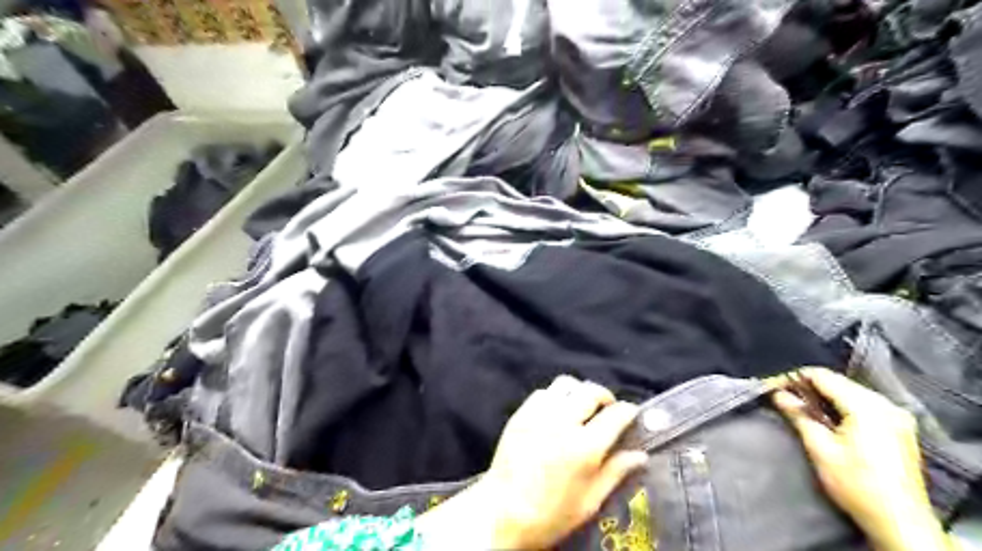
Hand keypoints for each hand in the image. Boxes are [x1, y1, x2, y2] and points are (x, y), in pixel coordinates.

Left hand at [418, 377, 648, 548]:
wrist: (502, 512)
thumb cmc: (550, 514)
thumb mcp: (589, 502)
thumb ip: (615, 472)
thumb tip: (640, 455)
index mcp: (585, 446)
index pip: (616, 414)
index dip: (628, 411)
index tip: (632, 414)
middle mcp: (564, 422)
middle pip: (591, 391)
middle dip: (605, 396)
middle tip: (607, 410)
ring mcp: (539, 414)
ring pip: (566, 384)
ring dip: (579, 391)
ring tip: (581, 407)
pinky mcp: (521, 413)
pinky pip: (544, 392)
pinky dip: (556, 396)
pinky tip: (556, 411)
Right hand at [770, 369, 956, 549]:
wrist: (900, 524)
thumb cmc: (856, 485)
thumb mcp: (820, 449)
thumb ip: (799, 415)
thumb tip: (778, 394)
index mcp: (867, 406)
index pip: (822, 376)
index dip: (793, 378)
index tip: (771, 387)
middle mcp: (885, 404)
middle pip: (837, 382)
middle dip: (807, 387)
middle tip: (782, 397)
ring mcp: (897, 416)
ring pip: (850, 392)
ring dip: (823, 396)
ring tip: (799, 407)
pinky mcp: (900, 428)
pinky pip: (863, 404)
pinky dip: (841, 406)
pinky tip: (826, 417)